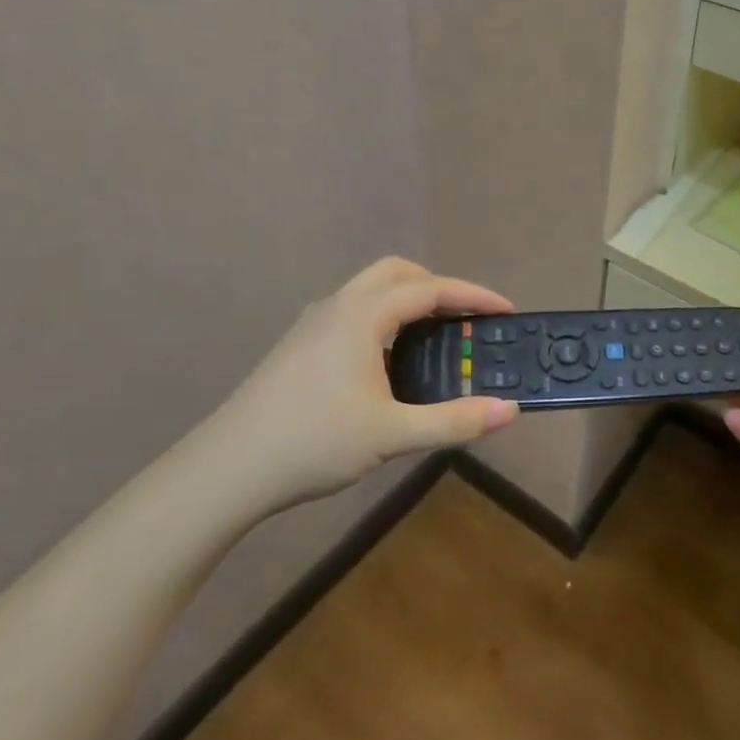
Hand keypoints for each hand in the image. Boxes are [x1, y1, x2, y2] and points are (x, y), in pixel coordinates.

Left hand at [207, 258, 519, 506]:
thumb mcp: (393, 435)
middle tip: (466, 317)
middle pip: (397, 273)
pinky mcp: (299, 343)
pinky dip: (384, 318)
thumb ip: (455, 421)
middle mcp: (338, 305)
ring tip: (434, 338)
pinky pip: (354, 311)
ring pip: (370, 290)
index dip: (472, 296)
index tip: (506, 310)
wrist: (230, 467)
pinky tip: (388, 362)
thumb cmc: (314, 442)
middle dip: (437, 286)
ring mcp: (313, 322)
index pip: (429, 288)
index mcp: (362, 314)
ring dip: (408, 300)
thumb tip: (509, 410)